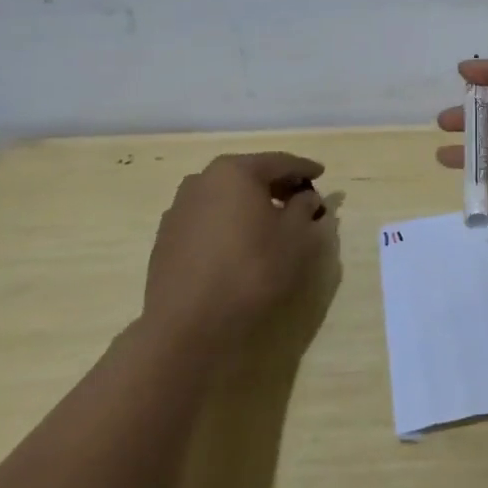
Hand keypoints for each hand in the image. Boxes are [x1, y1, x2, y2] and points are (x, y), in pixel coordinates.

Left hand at [141, 152, 329, 354]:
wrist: (187, 325)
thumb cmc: (252, 270)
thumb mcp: (297, 237)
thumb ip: (305, 208)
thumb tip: (305, 198)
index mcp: (235, 172)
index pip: (279, 162)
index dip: (304, 168)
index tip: (321, 174)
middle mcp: (202, 181)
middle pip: (249, 175)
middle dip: (276, 185)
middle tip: (299, 198)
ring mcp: (179, 210)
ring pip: (225, 197)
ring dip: (250, 204)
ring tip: (270, 223)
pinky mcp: (166, 239)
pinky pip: (208, 220)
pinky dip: (228, 223)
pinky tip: (240, 244)